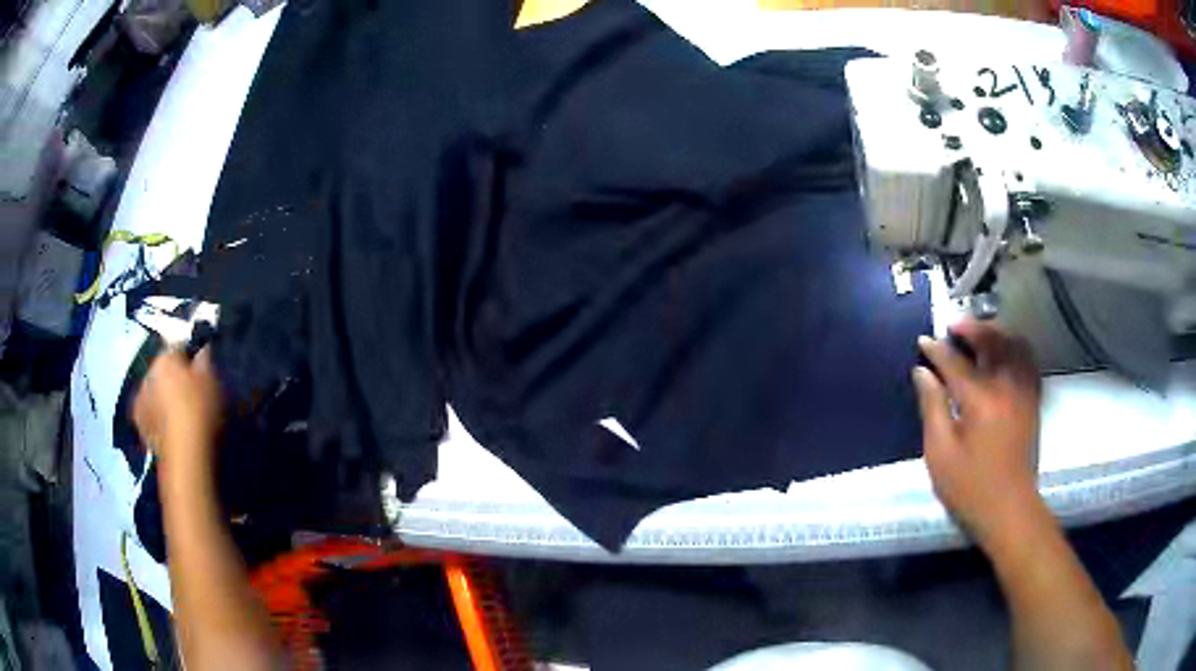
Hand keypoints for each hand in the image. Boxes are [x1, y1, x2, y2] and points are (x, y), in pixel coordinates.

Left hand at [132, 347, 223, 468]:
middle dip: (173, 378)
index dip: (191, 359)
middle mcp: (148, 373)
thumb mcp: (212, 381)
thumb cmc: (201, 411)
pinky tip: (169, 427)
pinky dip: (157, 417)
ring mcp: (140, 400)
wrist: (185, 455)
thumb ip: (205, 361)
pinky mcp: (140, 425)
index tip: (202, 373)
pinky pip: (150, 413)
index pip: (178, 348)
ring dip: (163, 398)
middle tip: (190, 394)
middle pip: (163, 370)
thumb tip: (202, 351)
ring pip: (154, 392)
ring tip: (179, 414)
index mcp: (165, 357)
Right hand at [912, 320, 1041, 547]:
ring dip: (994, 333)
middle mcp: (1006, 385)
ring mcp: (1024, 391)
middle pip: (990, 341)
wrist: (1009, 510)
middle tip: (952, 327)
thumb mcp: (940, 454)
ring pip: (1013, 344)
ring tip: (979, 335)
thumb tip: (922, 373)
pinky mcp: (1033, 400)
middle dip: (970, 328)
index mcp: (981, 399)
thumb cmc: (970, 487)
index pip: (955, 362)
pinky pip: (1028, 360)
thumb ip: (932, 408)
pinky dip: (1014, 348)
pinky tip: (1004, 354)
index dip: (936, 350)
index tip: (923, 342)